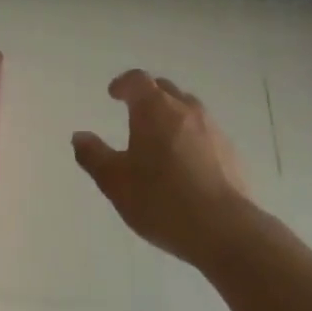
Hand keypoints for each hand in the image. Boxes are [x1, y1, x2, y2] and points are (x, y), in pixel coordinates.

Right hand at [72, 69, 251, 265]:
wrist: (225, 230)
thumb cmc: (161, 200)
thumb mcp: (115, 182)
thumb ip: (94, 156)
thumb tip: (79, 136)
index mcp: (154, 109)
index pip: (138, 80)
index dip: (123, 83)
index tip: (113, 94)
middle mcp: (185, 110)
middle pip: (165, 89)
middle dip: (148, 96)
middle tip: (135, 113)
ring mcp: (213, 130)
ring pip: (188, 109)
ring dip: (172, 115)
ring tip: (160, 138)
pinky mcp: (231, 153)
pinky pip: (205, 133)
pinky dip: (191, 137)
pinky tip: (186, 163)